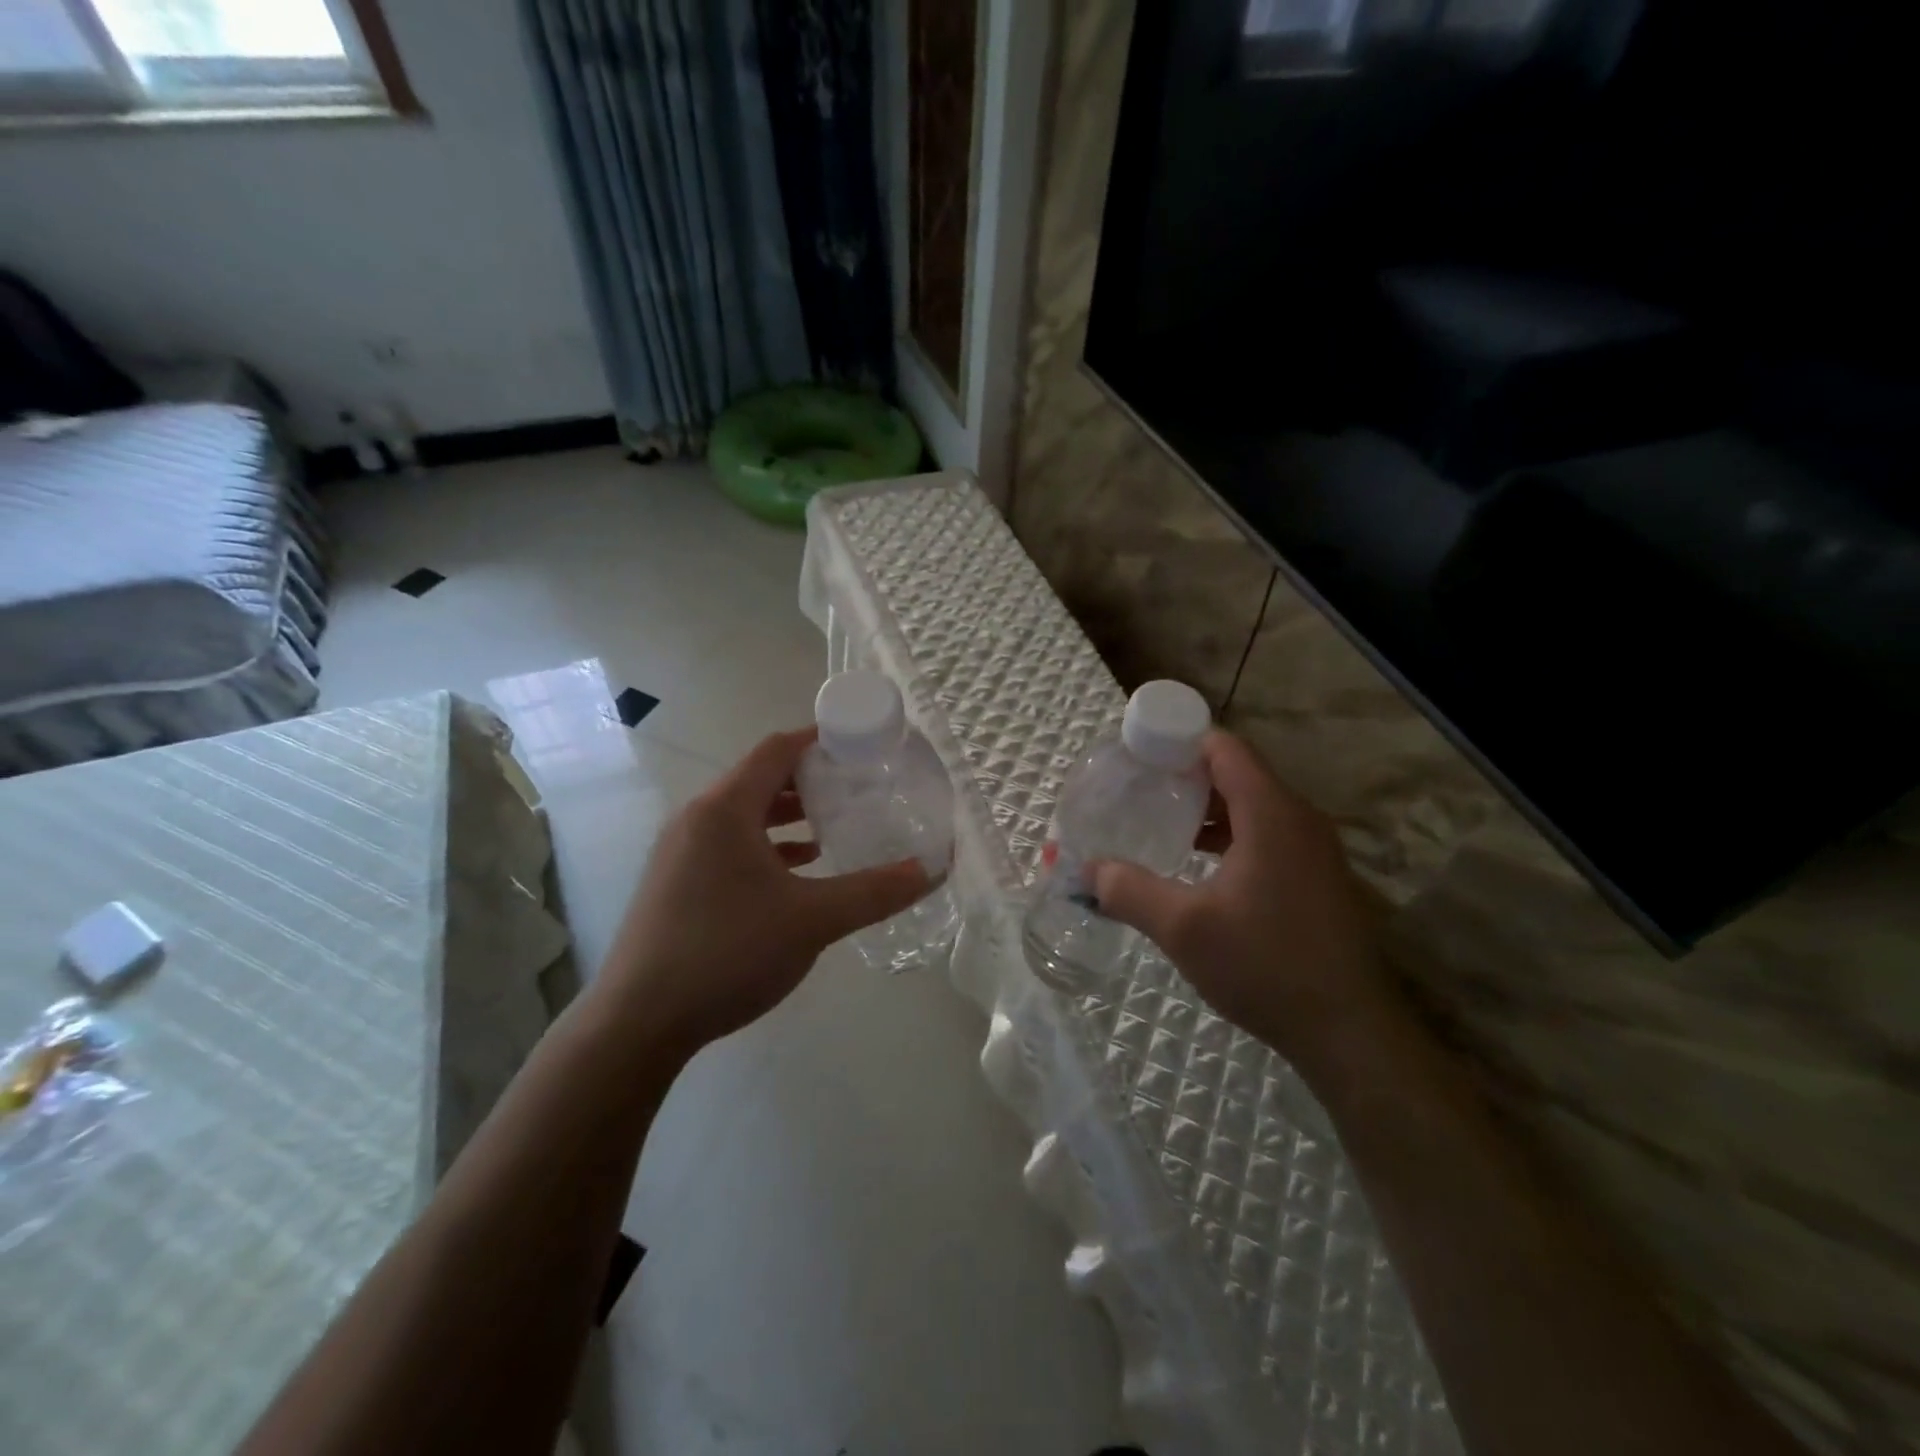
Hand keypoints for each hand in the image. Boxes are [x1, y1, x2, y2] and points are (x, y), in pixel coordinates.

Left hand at [591, 728, 931, 1055]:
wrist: (638, 1022)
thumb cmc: (727, 953)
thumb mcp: (812, 920)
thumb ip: (874, 892)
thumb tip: (930, 871)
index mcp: (725, 809)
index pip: (777, 750)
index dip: (820, 740)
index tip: (862, 745)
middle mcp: (698, 818)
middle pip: (761, 778)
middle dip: (811, 779)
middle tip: (859, 786)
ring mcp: (681, 851)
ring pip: (744, 814)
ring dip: (789, 814)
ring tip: (836, 825)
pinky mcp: (677, 881)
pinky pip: (730, 844)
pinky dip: (767, 845)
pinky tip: (798, 870)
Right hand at [1090, 731, 1393, 1060]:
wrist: (1348, 1030)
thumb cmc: (1265, 965)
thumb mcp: (1183, 929)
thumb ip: (1129, 891)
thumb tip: (1087, 871)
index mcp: (1271, 813)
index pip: (1224, 748)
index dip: (1178, 743)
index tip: (1136, 757)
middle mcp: (1298, 819)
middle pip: (1237, 773)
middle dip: (1185, 776)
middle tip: (1138, 791)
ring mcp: (1313, 849)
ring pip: (1252, 806)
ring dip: (1207, 809)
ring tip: (1160, 825)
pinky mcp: (1317, 877)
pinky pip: (1266, 834)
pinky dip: (1229, 835)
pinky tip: (1198, 865)